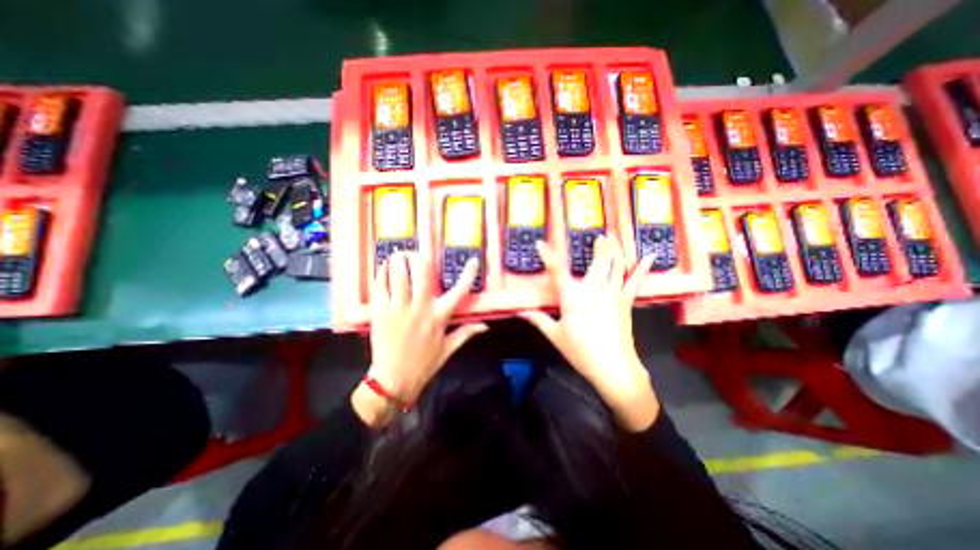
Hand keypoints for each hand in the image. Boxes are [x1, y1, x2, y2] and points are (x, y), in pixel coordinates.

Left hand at [356, 252, 488, 426]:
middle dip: (418, 257)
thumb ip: (466, 333)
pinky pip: (380, 285)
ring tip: (398, 255)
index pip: (459, 291)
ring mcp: (399, 308)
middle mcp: (421, 307)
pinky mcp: (380, 311)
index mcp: (440, 316)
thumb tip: (485, 325)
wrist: (393, 380)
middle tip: (415, 255)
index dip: (468, 274)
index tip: (472, 261)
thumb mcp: (449, 349)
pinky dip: (382, 273)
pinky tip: (384, 269)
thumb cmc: (423, 364)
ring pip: (398, 274)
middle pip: (422, 272)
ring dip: (398, 260)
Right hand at [521, 235, 656, 429]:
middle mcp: (593, 290)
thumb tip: (520, 312)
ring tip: (614, 237)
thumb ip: (538, 320)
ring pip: (616, 266)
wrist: (613, 367)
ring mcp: (613, 294)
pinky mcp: (626, 301)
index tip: (541, 244)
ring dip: (615, 250)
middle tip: (601, 235)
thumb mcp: (555, 335)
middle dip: (600, 246)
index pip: (557, 272)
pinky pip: (634, 281)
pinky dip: (641, 268)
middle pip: (598, 262)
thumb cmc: (580, 351)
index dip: (548, 256)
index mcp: (572, 298)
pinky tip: (649, 256)